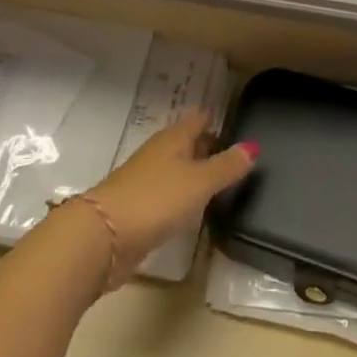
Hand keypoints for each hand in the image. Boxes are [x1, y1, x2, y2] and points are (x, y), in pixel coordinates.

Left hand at [82, 110, 256, 283]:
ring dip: (195, 172)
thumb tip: (253, 146)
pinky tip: (195, 207)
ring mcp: (146, 181)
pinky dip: (183, 195)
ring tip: (222, 179)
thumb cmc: (156, 199)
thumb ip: (227, 166)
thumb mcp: (199, 182)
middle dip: (208, 144)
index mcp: (173, 139)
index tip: (237, 120)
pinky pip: (168, 194)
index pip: (198, 119)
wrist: (103, 238)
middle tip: (235, 151)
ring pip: (177, 168)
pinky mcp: (139, 209)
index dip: (215, 118)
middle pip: (187, 143)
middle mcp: (159, 154)